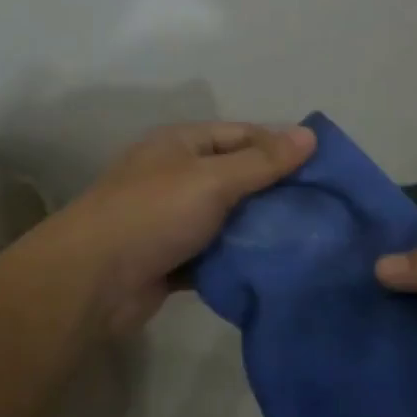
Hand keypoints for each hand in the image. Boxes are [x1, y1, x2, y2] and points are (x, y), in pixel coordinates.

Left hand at [51, 122, 316, 335]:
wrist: (92, 281)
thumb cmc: (153, 214)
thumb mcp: (212, 179)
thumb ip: (262, 161)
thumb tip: (309, 134)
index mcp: (181, 145)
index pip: (242, 135)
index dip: (280, 147)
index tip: (323, 169)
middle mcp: (176, 176)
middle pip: (237, 177)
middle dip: (274, 192)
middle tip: (323, 209)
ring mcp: (172, 219)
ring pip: (227, 219)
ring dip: (258, 229)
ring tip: (307, 239)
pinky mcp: (172, 259)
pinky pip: (214, 253)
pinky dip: (237, 259)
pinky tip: (273, 267)